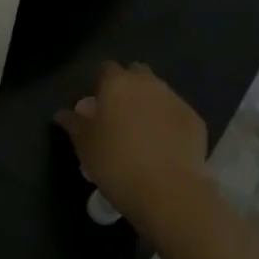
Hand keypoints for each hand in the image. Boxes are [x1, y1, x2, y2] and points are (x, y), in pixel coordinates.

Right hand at [56, 61, 208, 225]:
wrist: (168, 190)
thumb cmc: (116, 163)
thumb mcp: (85, 146)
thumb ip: (74, 124)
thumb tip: (63, 113)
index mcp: (117, 84)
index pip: (106, 68)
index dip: (101, 83)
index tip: (97, 104)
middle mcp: (148, 83)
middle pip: (136, 73)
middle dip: (129, 87)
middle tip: (119, 115)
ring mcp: (175, 99)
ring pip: (159, 92)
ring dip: (150, 104)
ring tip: (143, 133)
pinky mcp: (195, 119)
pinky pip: (176, 113)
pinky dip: (169, 123)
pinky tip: (164, 146)